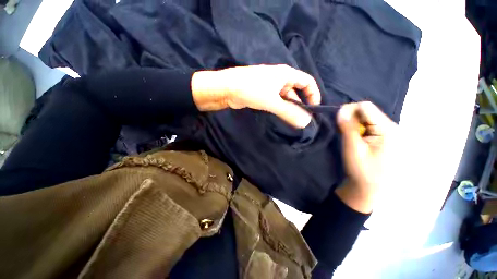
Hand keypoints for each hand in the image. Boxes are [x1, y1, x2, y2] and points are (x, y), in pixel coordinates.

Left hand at [191, 65, 320, 127]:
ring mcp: (270, 85)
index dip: (313, 94)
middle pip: (296, 90)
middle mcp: (280, 78)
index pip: (307, 81)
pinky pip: (276, 100)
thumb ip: (289, 112)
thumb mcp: (272, 101)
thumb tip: (306, 123)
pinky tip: (280, 115)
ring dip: (289, 107)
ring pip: (285, 97)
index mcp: (286, 74)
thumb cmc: (251, 90)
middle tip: (302, 119)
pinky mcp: (262, 92)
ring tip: (292, 120)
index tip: (314, 108)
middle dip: (300, 103)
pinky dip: (280, 107)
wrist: (227, 88)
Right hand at [335, 101, 396, 212]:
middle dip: (351, 118)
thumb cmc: (362, 170)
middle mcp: (391, 127)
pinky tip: (355, 139)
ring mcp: (389, 132)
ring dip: (354, 125)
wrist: (369, 188)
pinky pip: (369, 126)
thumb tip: (340, 110)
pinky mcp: (384, 137)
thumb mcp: (353, 148)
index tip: (338, 121)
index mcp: (387, 129)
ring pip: (366, 118)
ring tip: (348, 137)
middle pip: (367, 111)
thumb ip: (347, 127)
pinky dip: (358, 129)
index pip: (366, 107)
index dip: (349, 110)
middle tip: (342, 132)